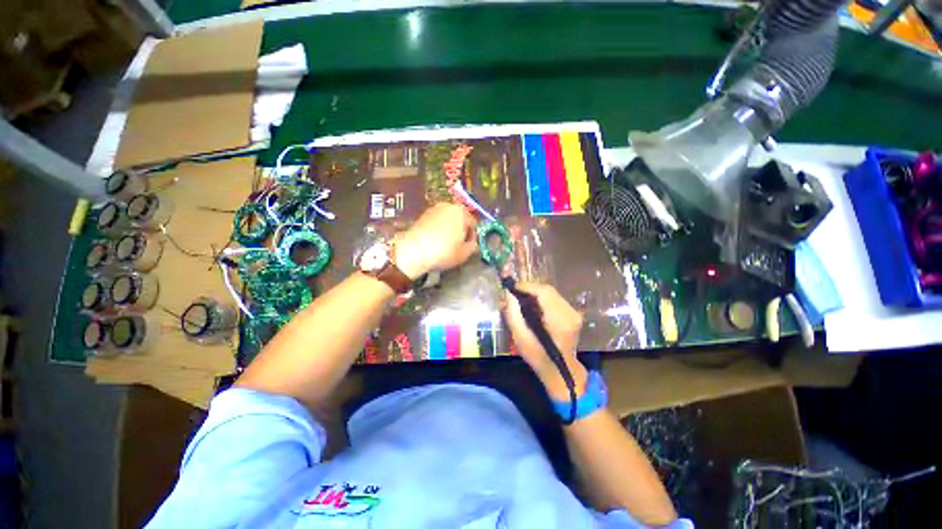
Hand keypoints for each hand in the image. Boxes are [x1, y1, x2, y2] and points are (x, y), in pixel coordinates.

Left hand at [394, 203, 478, 278]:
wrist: (414, 251)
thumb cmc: (444, 251)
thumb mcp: (464, 253)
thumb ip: (473, 246)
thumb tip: (473, 243)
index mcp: (462, 212)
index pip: (473, 224)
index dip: (473, 237)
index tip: (469, 247)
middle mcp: (448, 206)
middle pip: (460, 219)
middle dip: (461, 230)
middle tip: (458, 245)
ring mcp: (434, 209)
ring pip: (447, 220)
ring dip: (449, 229)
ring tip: (446, 244)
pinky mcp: (422, 215)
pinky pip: (436, 222)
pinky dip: (438, 229)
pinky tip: (435, 241)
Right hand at [503, 282, 587, 400]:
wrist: (561, 372)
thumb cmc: (538, 357)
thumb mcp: (520, 338)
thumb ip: (513, 314)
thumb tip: (509, 294)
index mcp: (559, 319)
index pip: (543, 292)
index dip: (527, 286)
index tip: (512, 287)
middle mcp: (570, 312)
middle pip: (548, 290)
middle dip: (530, 288)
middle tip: (514, 293)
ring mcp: (574, 312)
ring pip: (551, 293)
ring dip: (536, 293)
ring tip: (521, 299)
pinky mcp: (573, 314)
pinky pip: (555, 299)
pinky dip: (542, 299)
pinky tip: (533, 305)